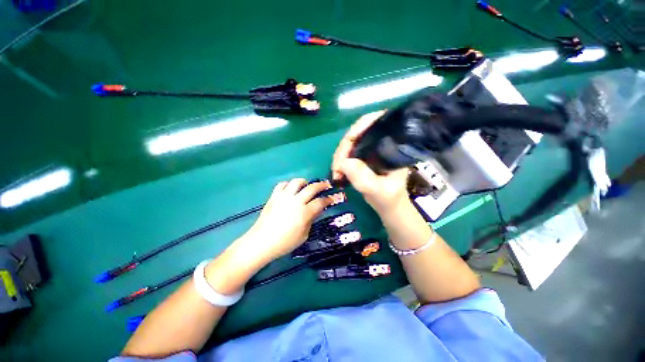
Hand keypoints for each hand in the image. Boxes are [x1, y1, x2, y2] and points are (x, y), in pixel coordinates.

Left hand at [242, 179, 343, 262]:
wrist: (262, 242)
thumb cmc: (285, 243)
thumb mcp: (304, 235)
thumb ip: (311, 220)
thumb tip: (318, 209)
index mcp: (304, 213)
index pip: (321, 202)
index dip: (330, 198)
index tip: (335, 196)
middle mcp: (295, 201)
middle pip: (312, 188)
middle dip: (322, 185)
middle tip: (326, 185)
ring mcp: (284, 197)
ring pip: (297, 182)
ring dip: (305, 182)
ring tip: (307, 185)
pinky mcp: (274, 197)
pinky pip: (282, 185)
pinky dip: (288, 184)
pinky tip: (291, 189)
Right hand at [332, 111, 408, 214]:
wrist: (388, 204)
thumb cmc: (390, 197)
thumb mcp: (379, 190)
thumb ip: (364, 179)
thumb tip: (344, 163)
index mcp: (392, 144)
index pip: (375, 123)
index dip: (358, 128)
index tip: (346, 146)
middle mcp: (381, 142)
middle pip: (358, 133)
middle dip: (344, 148)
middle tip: (337, 166)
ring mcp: (370, 149)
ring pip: (350, 143)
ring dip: (339, 157)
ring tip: (336, 172)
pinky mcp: (362, 156)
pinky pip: (347, 153)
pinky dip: (340, 161)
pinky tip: (337, 172)